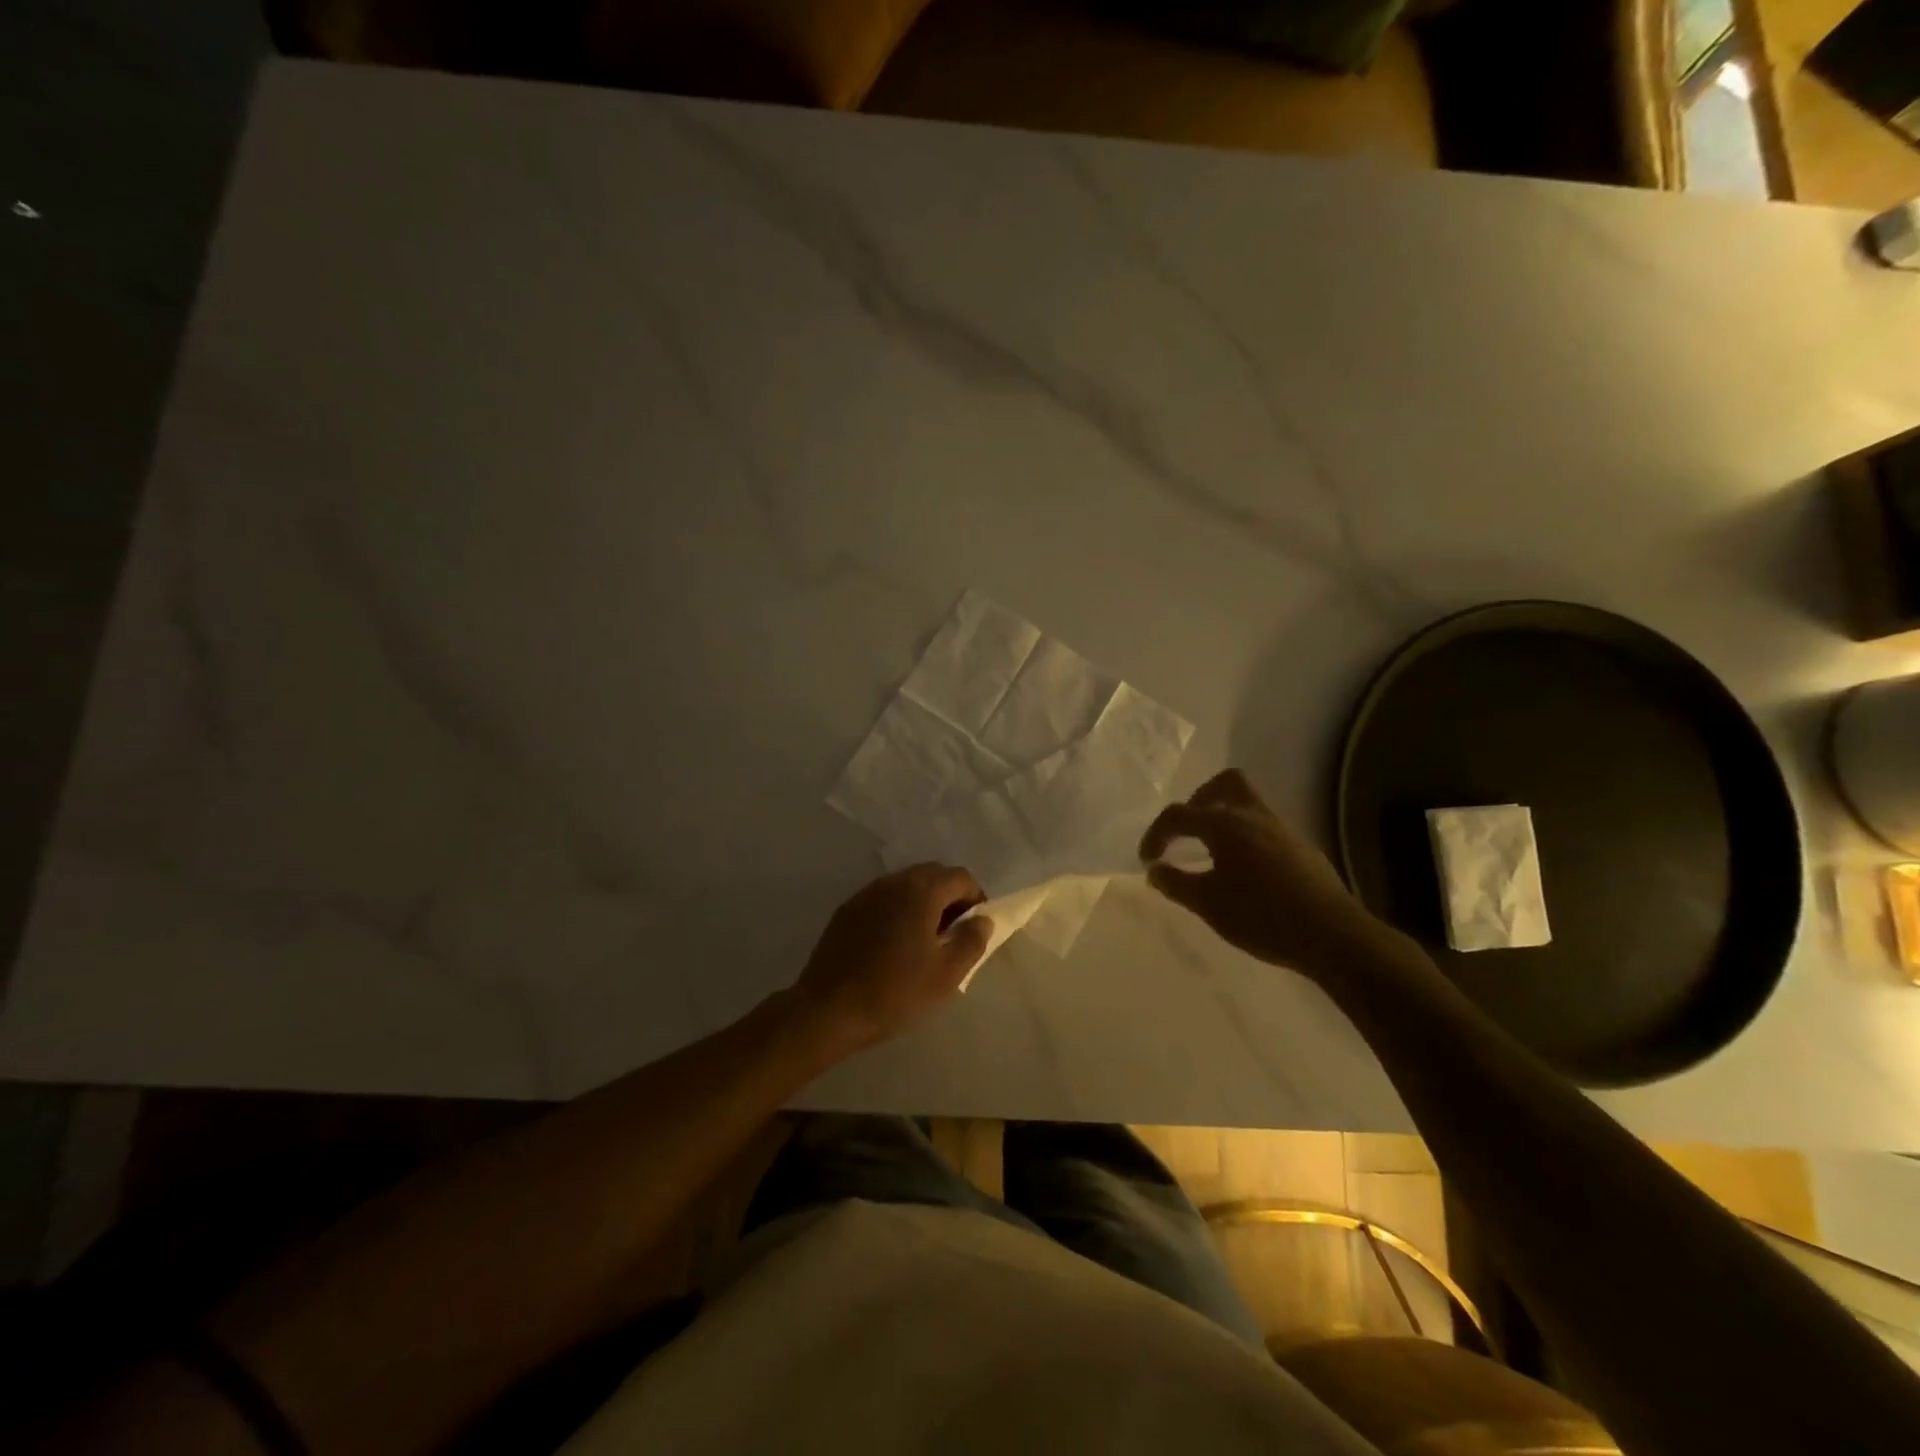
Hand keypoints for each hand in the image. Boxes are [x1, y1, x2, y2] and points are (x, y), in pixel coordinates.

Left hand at [789, 864, 990, 1053]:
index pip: (961, 877)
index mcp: (921, 891)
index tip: (974, 929)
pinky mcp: (847, 910)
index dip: (976, 899)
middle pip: (933, 875)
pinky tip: (893, 945)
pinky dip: (898, 911)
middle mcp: (893, 881)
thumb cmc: (895, 992)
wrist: (828, 1009)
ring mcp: (866, 893)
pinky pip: (883, 899)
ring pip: (906, 885)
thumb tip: (982, 919)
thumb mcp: (947, 974)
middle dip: (950, 898)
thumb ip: (972, 941)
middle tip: (952, 935)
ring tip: (924, 941)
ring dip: (923, 903)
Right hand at [1138, 769, 1380, 979]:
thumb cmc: (1261, 916)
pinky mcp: (1301, 848)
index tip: (1148, 860)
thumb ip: (1176, 883)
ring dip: (1224, 818)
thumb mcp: (1208, 904)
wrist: (1332, 935)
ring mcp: (1282, 830)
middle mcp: (1254, 816)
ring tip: (1211, 852)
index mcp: (1225, 825)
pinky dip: (1245, 837)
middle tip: (1186, 830)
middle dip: (1199, 800)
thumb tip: (1155, 870)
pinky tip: (1243, 871)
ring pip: (1248, 804)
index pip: (1179, 815)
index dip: (1156, 834)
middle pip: (1225, 784)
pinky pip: (1264, 827)